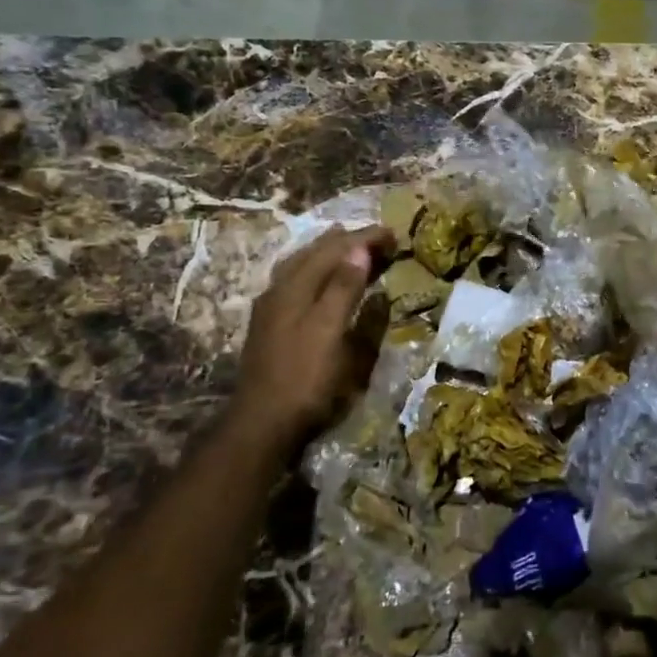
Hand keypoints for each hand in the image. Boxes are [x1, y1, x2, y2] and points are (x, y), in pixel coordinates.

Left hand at [229, 226, 393, 443]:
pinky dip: (315, 270)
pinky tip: (318, 279)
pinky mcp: (271, 325)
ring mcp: (272, 308)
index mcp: (295, 288)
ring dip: (328, 252)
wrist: (263, 422)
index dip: (364, 239)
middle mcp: (280, 290)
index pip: (334, 250)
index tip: (393, 233)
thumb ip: (343, 289)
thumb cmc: (305, 378)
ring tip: (347, 244)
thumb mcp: (330, 332)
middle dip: (347, 240)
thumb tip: (358, 249)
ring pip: (301, 265)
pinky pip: (296, 281)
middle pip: (314, 253)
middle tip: (378, 236)